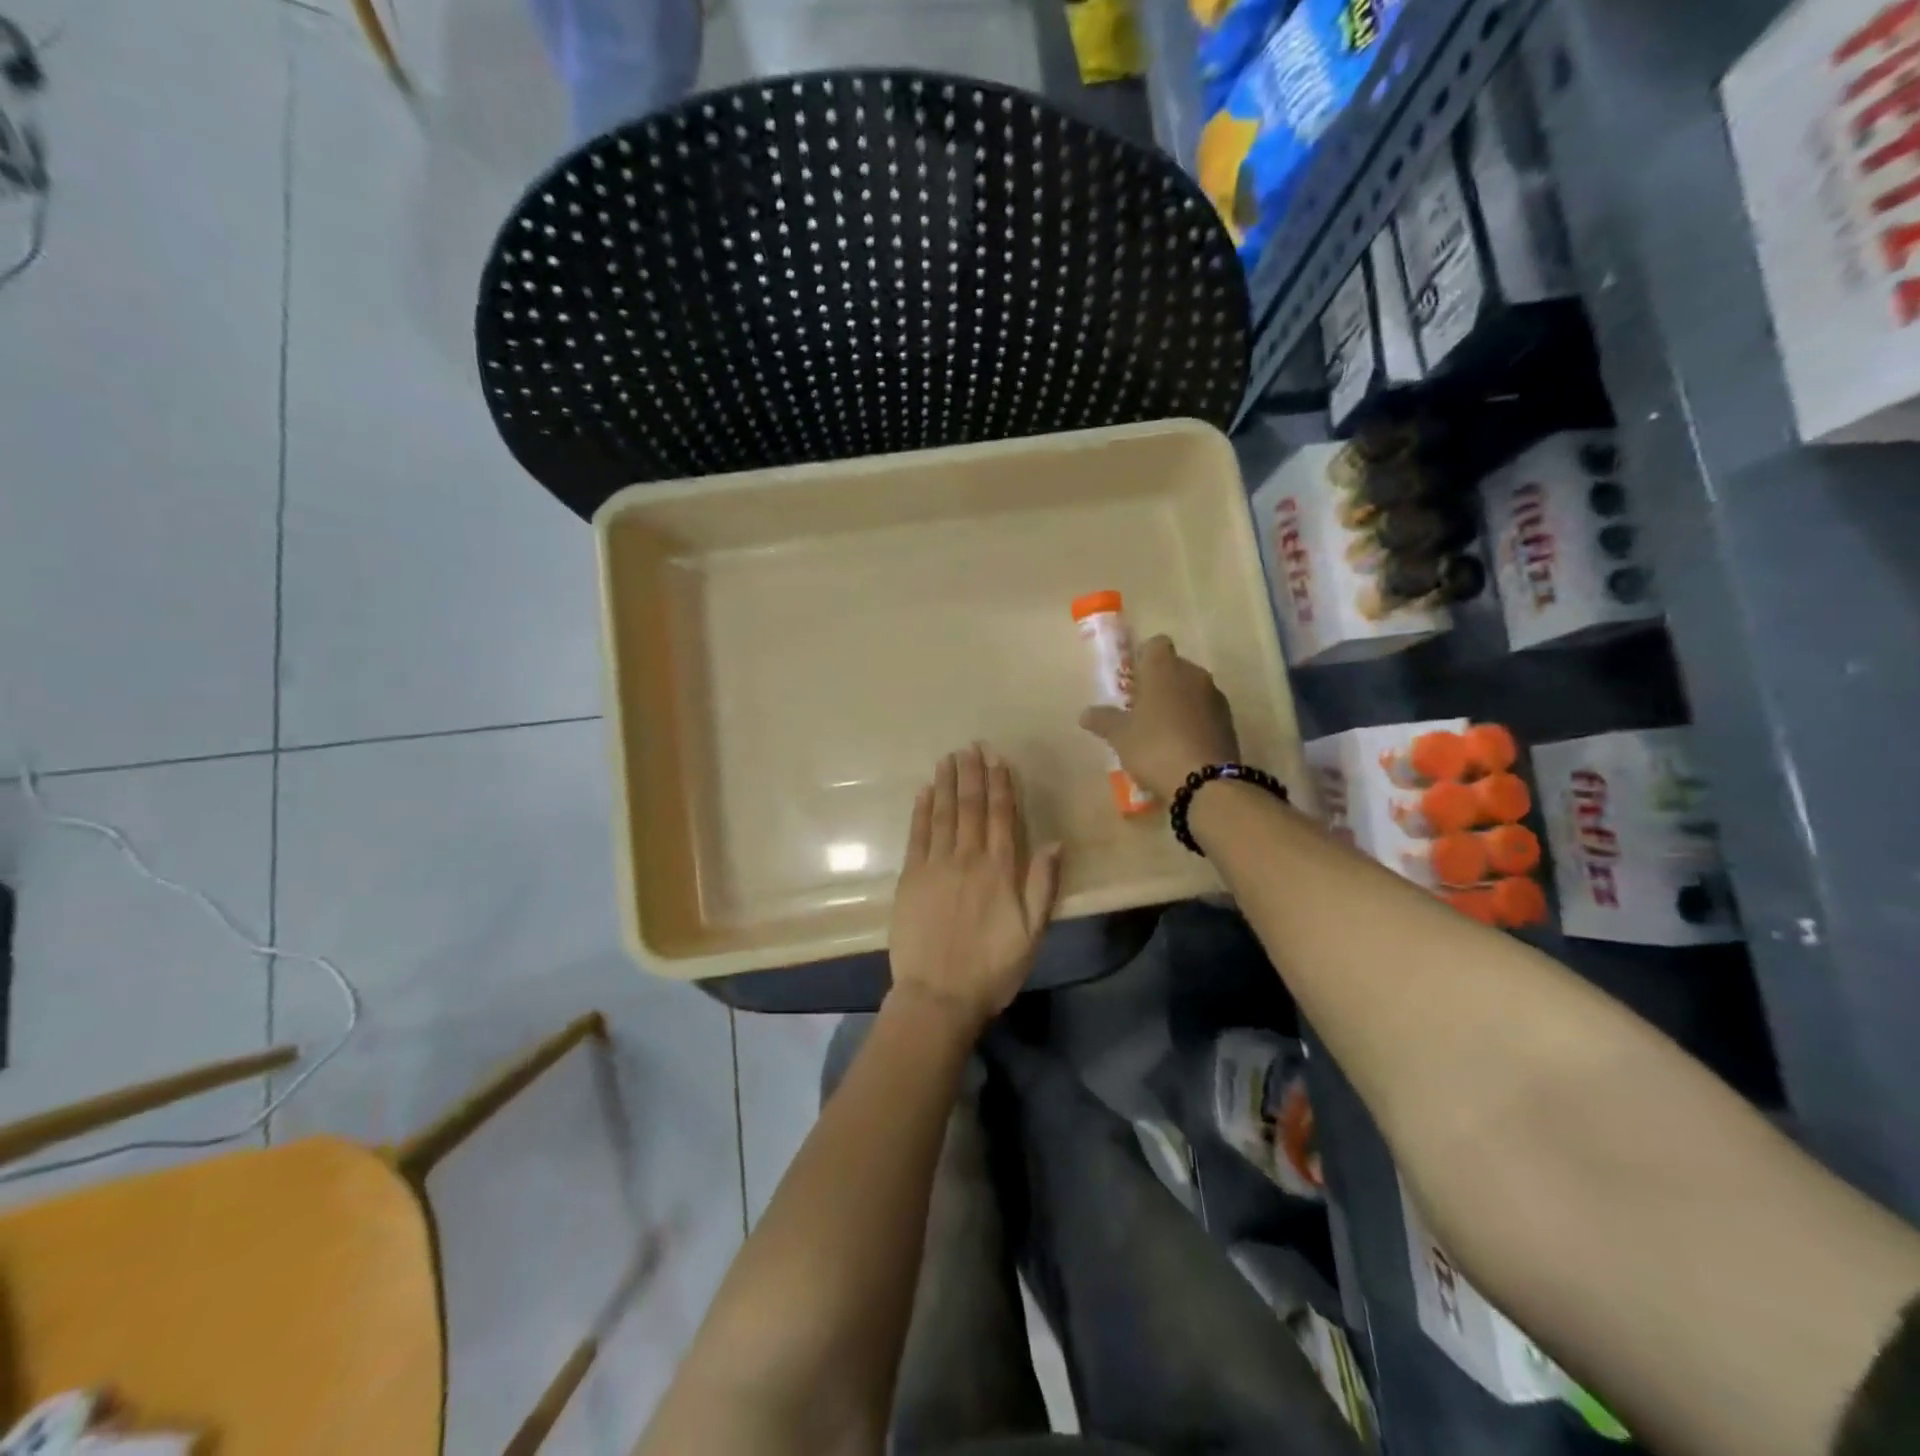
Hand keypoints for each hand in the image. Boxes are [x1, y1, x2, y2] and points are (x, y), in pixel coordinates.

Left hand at [889, 744, 1062, 1030]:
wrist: (938, 995)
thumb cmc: (992, 968)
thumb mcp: (1032, 933)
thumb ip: (1042, 885)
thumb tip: (1054, 842)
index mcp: (1000, 870)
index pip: (1001, 816)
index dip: (1000, 785)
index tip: (998, 759)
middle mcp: (968, 858)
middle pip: (970, 807)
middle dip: (972, 774)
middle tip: (971, 746)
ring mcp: (935, 866)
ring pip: (943, 814)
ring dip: (947, 783)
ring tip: (949, 758)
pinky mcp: (910, 878)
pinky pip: (917, 835)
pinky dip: (921, 810)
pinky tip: (925, 791)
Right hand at [1078, 635, 1239, 800]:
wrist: (1205, 782)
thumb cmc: (1154, 747)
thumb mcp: (1120, 736)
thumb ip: (1103, 720)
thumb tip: (1085, 714)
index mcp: (1164, 668)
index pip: (1156, 644)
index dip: (1142, 658)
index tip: (1132, 680)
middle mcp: (1193, 674)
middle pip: (1174, 667)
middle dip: (1159, 683)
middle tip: (1140, 708)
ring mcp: (1215, 698)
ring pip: (1191, 690)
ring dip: (1177, 703)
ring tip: (1159, 731)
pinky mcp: (1229, 722)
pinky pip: (1205, 712)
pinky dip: (1193, 722)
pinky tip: (1180, 746)